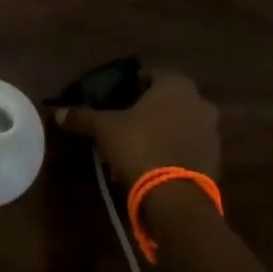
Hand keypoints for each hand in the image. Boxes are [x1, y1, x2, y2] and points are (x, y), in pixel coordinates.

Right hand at [56, 67, 220, 188]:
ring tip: (136, 150)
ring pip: (179, 124)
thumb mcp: (104, 129)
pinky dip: (173, 151)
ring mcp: (211, 132)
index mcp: (176, 85)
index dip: (133, 85)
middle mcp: (199, 102)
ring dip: (161, 132)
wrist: (175, 197)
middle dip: (148, 110)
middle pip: (168, 100)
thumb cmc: (139, 147)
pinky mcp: (214, 159)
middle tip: (125, 124)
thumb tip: (58, 112)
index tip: (117, 99)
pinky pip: (188, 147)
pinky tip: (152, 166)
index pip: (152, 74)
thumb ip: (82, 117)